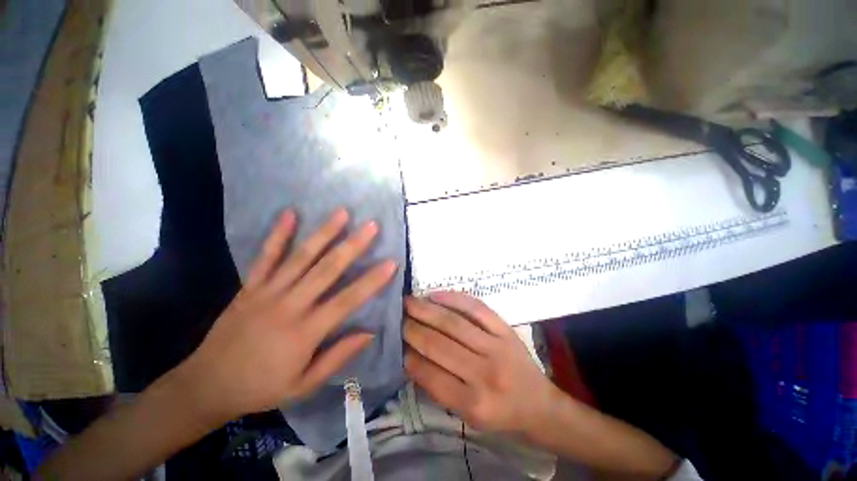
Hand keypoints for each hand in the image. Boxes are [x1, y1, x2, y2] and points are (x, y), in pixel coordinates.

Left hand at [180, 208, 396, 422]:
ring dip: (323, 233)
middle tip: (371, 226)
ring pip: (301, 257)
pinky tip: (290, 214)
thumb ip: (338, 356)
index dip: (372, 281)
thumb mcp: (304, 385)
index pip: (347, 300)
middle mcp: (289, 305)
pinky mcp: (250, 286)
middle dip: (352, 245)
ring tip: (342, 213)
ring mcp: (267, 292)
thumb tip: (370, 333)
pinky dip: (278, 234)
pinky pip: (265, 256)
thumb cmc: (261, 388)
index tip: (391, 262)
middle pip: (327, 269)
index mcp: (305, 331)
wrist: (206, 386)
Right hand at [403, 292, 558, 436]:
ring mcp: (496, 347)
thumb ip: (439, 389)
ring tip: (409, 302)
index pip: (430, 375)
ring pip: (453, 323)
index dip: (408, 356)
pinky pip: (476, 308)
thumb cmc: (501, 414)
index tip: (395, 342)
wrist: (540, 405)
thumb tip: (411, 358)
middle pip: (439, 345)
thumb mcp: (468, 415)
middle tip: (396, 316)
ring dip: (426, 310)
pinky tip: (436, 294)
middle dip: (412, 328)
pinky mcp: (505, 329)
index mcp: (473, 404)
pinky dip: (454, 298)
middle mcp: (485, 374)